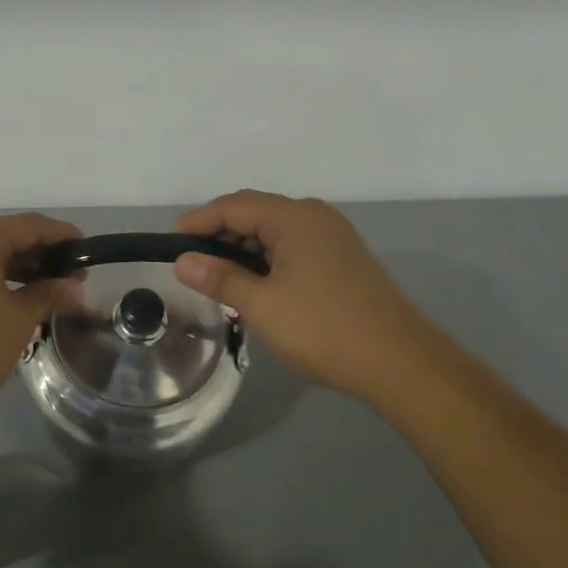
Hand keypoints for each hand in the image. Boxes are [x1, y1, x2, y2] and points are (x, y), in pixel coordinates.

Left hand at [0, 214, 82, 427]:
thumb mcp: (18, 321)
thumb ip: (48, 295)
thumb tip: (74, 287)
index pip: (29, 226)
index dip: (62, 236)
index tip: (87, 252)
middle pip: (4, 238)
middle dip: (40, 256)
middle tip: (71, 280)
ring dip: (16, 270)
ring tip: (46, 293)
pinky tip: (10, 299)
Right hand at [174, 191, 435, 403]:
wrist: (398, 362)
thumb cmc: (323, 329)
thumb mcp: (261, 305)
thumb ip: (219, 278)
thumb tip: (182, 260)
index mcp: (295, 218)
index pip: (234, 205)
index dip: (198, 221)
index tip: (169, 244)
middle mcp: (315, 218)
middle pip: (255, 213)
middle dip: (218, 234)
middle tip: (189, 264)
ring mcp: (332, 238)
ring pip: (273, 233)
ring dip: (241, 250)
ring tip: (215, 278)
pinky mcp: (341, 260)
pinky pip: (292, 248)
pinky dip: (265, 260)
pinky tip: (252, 286)